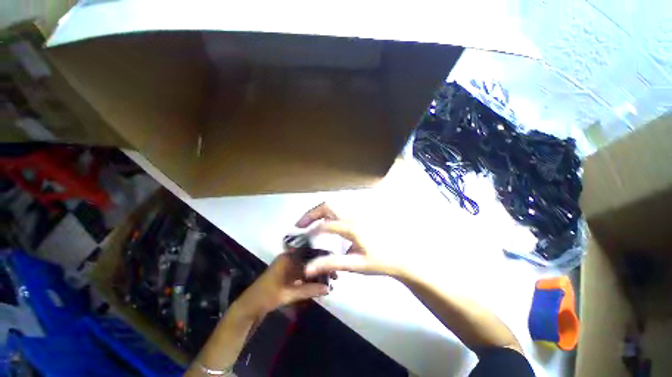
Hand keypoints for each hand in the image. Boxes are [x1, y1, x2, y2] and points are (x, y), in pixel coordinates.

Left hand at [235, 253, 328, 317]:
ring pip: (306, 266)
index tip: (334, 266)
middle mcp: (288, 258)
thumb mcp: (288, 294)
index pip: (309, 253)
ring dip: (316, 273)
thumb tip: (328, 288)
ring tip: (328, 281)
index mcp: (287, 258)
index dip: (322, 259)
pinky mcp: (287, 274)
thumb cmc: (267, 296)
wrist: (249, 307)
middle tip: (334, 276)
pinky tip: (318, 284)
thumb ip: (309, 290)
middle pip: (309, 260)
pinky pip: (302, 273)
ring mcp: (287, 266)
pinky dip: (310, 278)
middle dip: (321, 267)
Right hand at [296, 203, 400, 278]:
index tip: (301, 238)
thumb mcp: (354, 265)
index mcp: (352, 228)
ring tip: (310, 223)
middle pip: (328, 206)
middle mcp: (353, 216)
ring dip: (320, 212)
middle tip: (301, 225)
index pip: (325, 225)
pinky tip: (327, 223)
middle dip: (311, 213)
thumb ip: (330, 264)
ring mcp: (358, 213)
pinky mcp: (362, 214)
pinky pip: (341, 209)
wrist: (400, 257)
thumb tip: (308, 268)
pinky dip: (329, 213)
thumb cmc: (378, 262)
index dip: (310, 231)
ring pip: (335, 205)